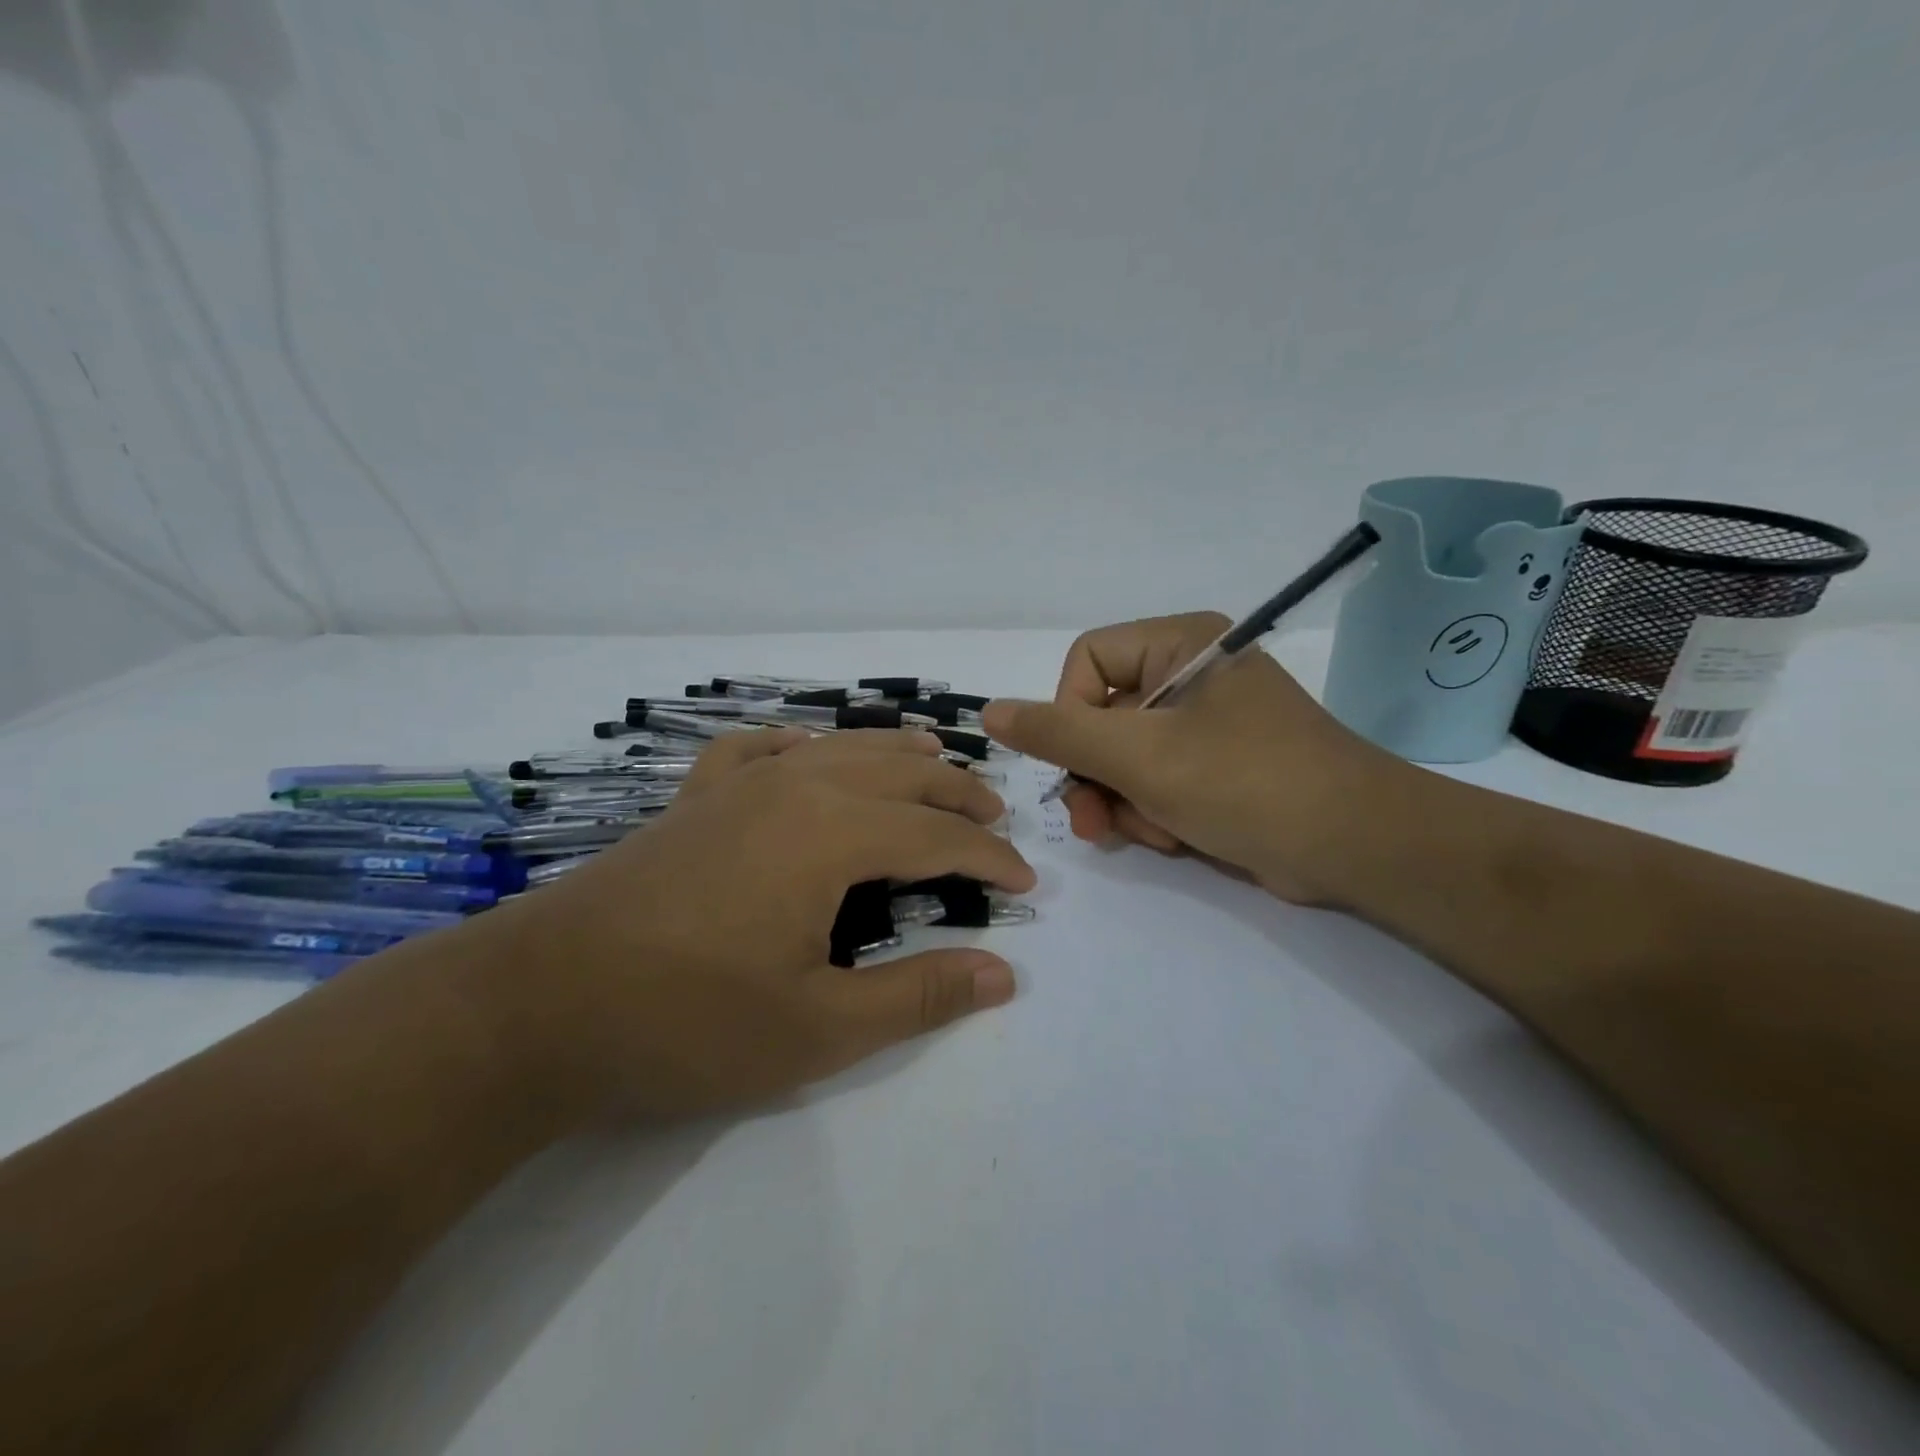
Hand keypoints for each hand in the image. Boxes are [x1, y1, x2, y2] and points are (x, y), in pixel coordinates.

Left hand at [483, 729, 1035, 1122]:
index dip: (989, 858)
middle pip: (899, 776)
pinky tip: (807, 751)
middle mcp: (794, 787)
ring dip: (896, 756)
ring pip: (840, 748)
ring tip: (935, 761)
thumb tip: (1003, 974)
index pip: (936, 837)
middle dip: (957, 796)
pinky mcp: (695, 798)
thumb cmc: (685, 1022)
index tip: (1025, 882)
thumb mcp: (817, 1028)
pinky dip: (802, 745)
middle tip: (996, 817)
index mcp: (831, 832)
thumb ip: (917, 996)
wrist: (535, 1005)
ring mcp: (737, 785)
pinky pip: (762, 750)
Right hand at [982, 613, 1404, 903]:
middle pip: (1102, 715)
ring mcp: (1206, 722)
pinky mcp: (1218, 765)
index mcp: (1180, 644)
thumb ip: (1058, 732)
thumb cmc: (1244, 782)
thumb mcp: (1139, 756)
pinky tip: (1174, 838)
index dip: (1069, 713)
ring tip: (1151, 833)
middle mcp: (1191, 674)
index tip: (1079, 762)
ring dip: (1124, 801)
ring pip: (1124, 756)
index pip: (1087, 661)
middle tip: (1092, 823)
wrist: (1357, 846)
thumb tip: (990, 710)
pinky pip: (1157, 780)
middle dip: (1095, 774)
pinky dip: (1153, 812)